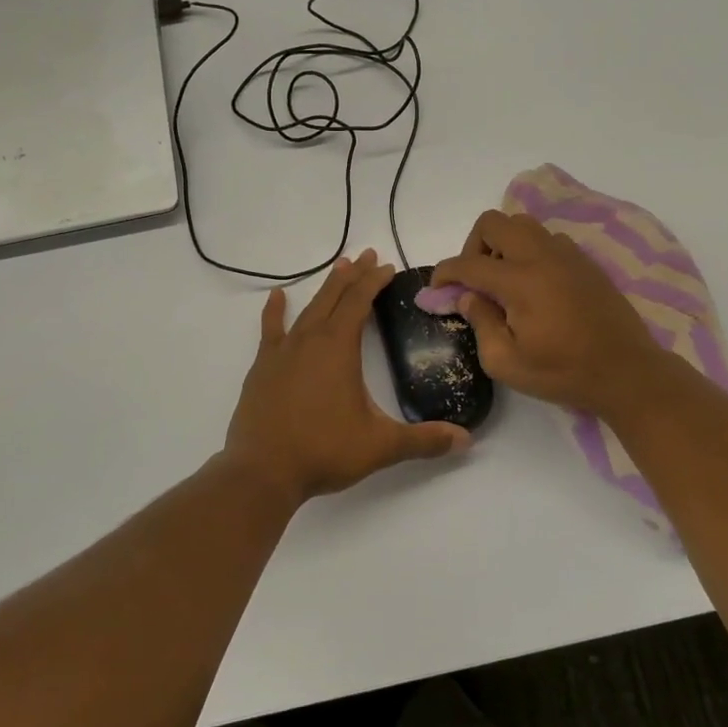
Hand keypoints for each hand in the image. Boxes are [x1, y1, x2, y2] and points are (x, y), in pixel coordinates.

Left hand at [224, 249, 471, 501]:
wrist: (262, 471)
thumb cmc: (323, 451)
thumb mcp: (380, 446)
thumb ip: (423, 440)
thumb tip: (465, 440)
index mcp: (338, 348)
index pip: (359, 302)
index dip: (374, 281)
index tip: (388, 267)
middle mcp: (309, 340)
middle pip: (334, 297)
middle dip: (353, 275)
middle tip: (368, 255)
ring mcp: (282, 352)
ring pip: (307, 309)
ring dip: (325, 288)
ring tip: (338, 267)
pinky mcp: (262, 368)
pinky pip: (271, 330)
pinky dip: (275, 311)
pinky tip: (277, 296)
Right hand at [431, 210, 672, 417]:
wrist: (626, 372)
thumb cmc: (563, 373)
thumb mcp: (507, 363)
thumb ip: (480, 324)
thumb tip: (467, 297)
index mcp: (520, 282)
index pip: (468, 263)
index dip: (444, 273)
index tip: (437, 290)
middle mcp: (541, 256)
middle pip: (493, 222)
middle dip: (473, 247)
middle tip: (475, 281)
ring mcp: (567, 255)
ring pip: (522, 224)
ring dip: (503, 245)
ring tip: (504, 281)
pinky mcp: (584, 261)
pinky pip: (547, 238)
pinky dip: (529, 251)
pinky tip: (535, 285)